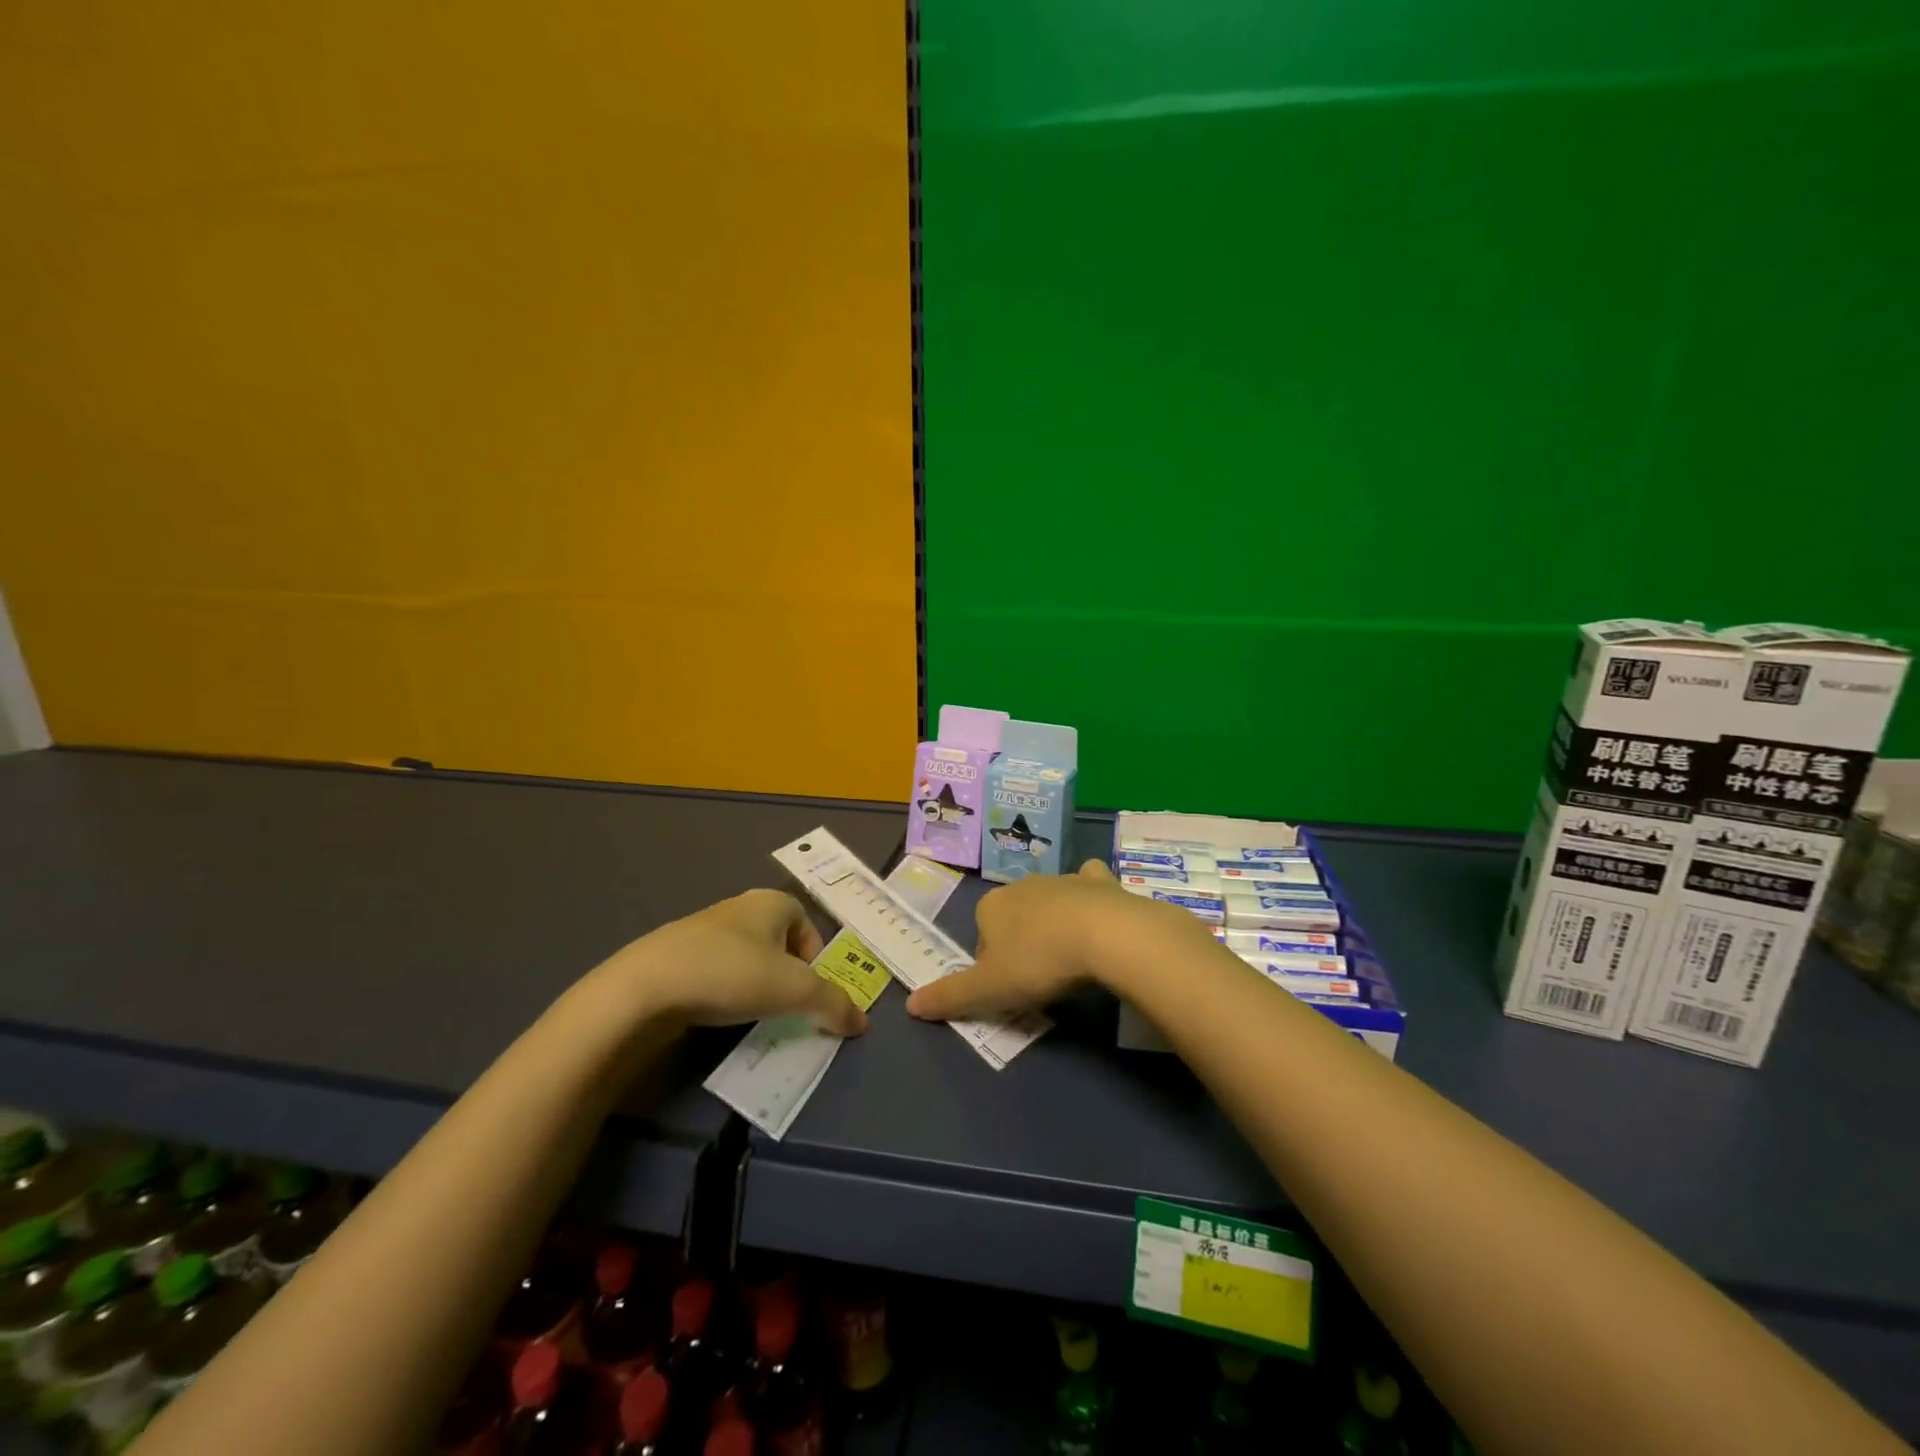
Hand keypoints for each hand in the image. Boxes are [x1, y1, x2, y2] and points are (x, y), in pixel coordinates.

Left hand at [596, 889, 867, 1036]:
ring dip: (754, 987)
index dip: (814, 961)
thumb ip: (833, 1003)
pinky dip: (722, 993)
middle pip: (778, 944)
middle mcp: (740, 907)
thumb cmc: (731, 974)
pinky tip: (714, 1015)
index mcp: (772, 902)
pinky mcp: (675, 955)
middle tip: (782, 1009)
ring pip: (746, 959)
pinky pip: (714, 973)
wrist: (644, 988)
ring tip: (747, 1016)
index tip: (806, 993)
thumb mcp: (794, 990)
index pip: (808, 927)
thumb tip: (862, 1023)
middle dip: (785, 977)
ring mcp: (703, 929)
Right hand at [907, 860, 1202, 1020]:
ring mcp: (1061, 879)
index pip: (982, 939)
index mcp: (991, 906)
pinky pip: (1089, 882)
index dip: (994, 967)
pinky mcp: (1099, 881)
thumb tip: (910, 1005)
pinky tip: (1100, 912)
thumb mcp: (988, 989)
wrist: (1104, 934)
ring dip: (1054, 923)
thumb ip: (949, 996)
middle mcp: (1022, 885)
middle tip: (1041, 979)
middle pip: (1015, 919)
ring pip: (1049, 901)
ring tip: (1071, 958)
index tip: (1012, 990)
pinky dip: (1091, 892)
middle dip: (1023, 943)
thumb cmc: (1038, 962)